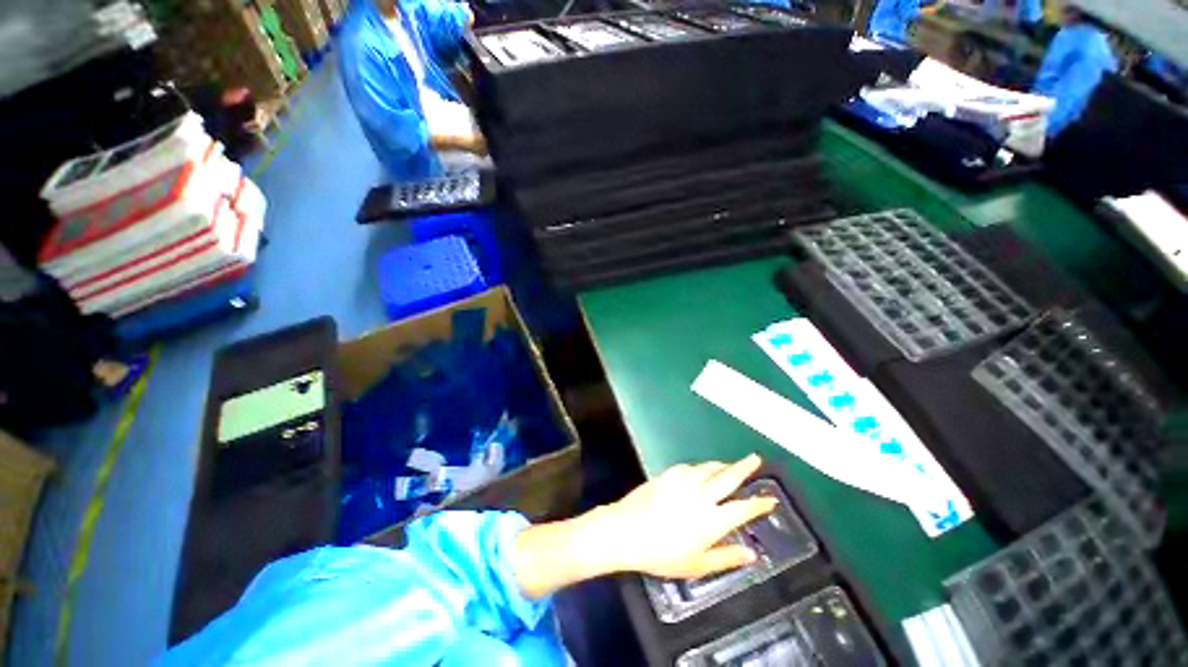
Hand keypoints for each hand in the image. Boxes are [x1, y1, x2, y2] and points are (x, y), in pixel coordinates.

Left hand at [512, 455, 773, 598]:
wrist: (626, 530)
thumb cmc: (662, 554)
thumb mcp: (697, 564)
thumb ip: (726, 557)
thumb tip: (751, 554)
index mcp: (713, 518)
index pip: (743, 508)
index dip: (759, 503)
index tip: (770, 499)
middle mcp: (702, 494)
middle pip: (728, 477)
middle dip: (744, 467)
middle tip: (755, 458)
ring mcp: (684, 481)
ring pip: (709, 467)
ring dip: (722, 465)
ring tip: (729, 465)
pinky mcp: (668, 474)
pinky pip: (690, 467)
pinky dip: (700, 467)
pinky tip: (700, 470)